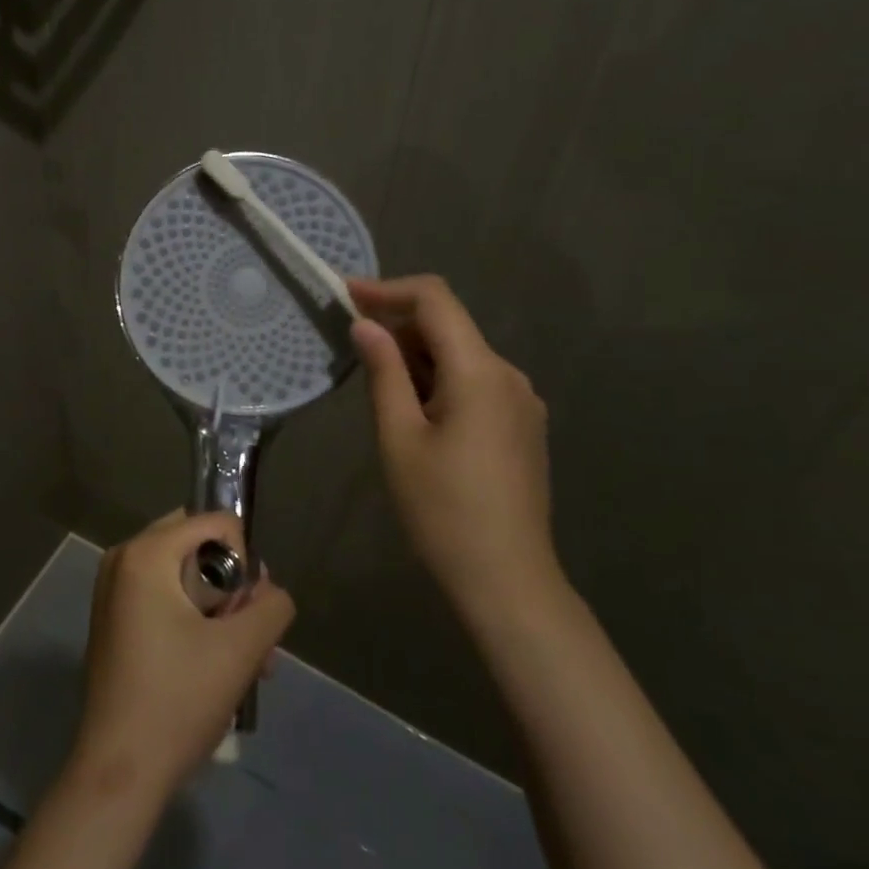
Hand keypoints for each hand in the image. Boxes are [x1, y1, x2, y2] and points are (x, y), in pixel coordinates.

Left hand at [72, 511, 294, 802]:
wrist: (119, 771)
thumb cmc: (178, 700)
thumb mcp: (241, 650)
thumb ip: (271, 606)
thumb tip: (271, 593)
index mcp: (146, 553)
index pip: (215, 523)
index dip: (245, 561)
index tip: (248, 611)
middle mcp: (123, 559)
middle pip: (198, 547)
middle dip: (233, 587)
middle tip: (252, 635)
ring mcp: (114, 590)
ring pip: (184, 577)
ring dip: (220, 611)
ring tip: (249, 664)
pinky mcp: (114, 619)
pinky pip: (165, 597)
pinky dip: (194, 621)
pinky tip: (219, 668)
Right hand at [349, 275, 561, 618]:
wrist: (507, 579)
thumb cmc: (442, 509)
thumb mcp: (399, 437)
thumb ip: (384, 372)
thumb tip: (366, 325)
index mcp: (480, 371)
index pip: (435, 300)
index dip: (388, 289)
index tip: (346, 295)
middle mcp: (508, 375)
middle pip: (449, 326)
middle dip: (399, 325)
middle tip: (351, 343)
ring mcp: (521, 401)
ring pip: (461, 355)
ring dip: (417, 355)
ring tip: (377, 382)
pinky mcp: (522, 425)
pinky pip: (475, 382)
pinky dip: (439, 379)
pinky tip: (414, 409)